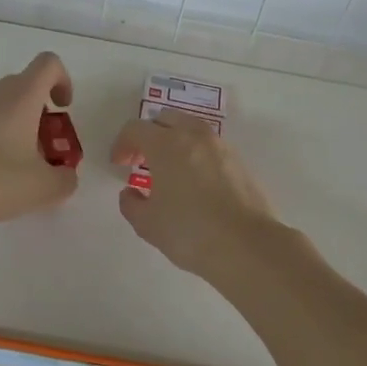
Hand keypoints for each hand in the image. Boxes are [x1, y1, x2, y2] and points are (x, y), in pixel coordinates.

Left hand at [0, 52, 79, 230]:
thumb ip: (66, 179)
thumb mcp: (44, 188)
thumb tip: (65, 175)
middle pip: (26, 85)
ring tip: (20, 165)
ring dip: (19, 125)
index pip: (49, 64)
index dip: (63, 81)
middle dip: (43, 112)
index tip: (63, 110)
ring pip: (4, 104)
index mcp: (21, 96)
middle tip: (46, 147)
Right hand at [112, 109, 277, 280]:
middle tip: (142, 161)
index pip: (136, 128)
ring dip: (175, 142)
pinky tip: (195, 183)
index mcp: (166, 144)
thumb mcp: (147, 224)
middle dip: (149, 135)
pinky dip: (196, 154)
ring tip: (170, 171)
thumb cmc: (189, 232)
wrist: (247, 246)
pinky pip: (210, 147)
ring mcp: (221, 146)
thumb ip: (131, 204)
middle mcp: (194, 136)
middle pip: (165, 119)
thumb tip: (131, 193)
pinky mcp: (240, 161)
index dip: (122, 143)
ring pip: (191, 130)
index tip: (119, 163)